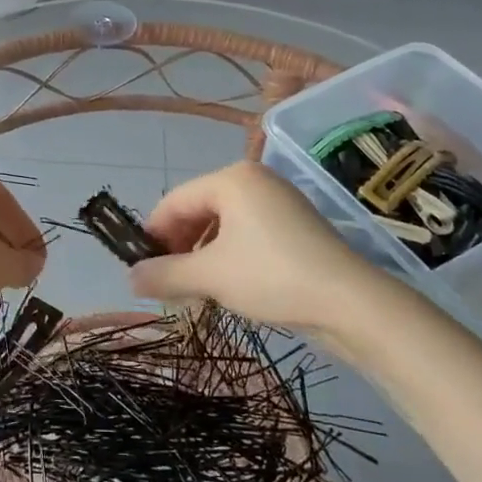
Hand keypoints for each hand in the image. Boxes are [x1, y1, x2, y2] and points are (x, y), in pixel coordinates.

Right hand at [129, 161, 376, 329]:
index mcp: (231, 178)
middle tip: (167, 284)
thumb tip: (130, 279)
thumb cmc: (272, 276)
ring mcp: (278, 201)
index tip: (141, 269)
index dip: (152, 234)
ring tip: (193, 290)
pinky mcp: (294, 226)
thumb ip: (164, 274)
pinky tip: (225, 285)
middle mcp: (254, 180)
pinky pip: (246, 234)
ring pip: (221, 225)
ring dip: (200, 256)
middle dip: (178, 247)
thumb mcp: (210, 276)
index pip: (174, 201)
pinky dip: (227, 256)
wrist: (351, 303)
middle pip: (197, 209)